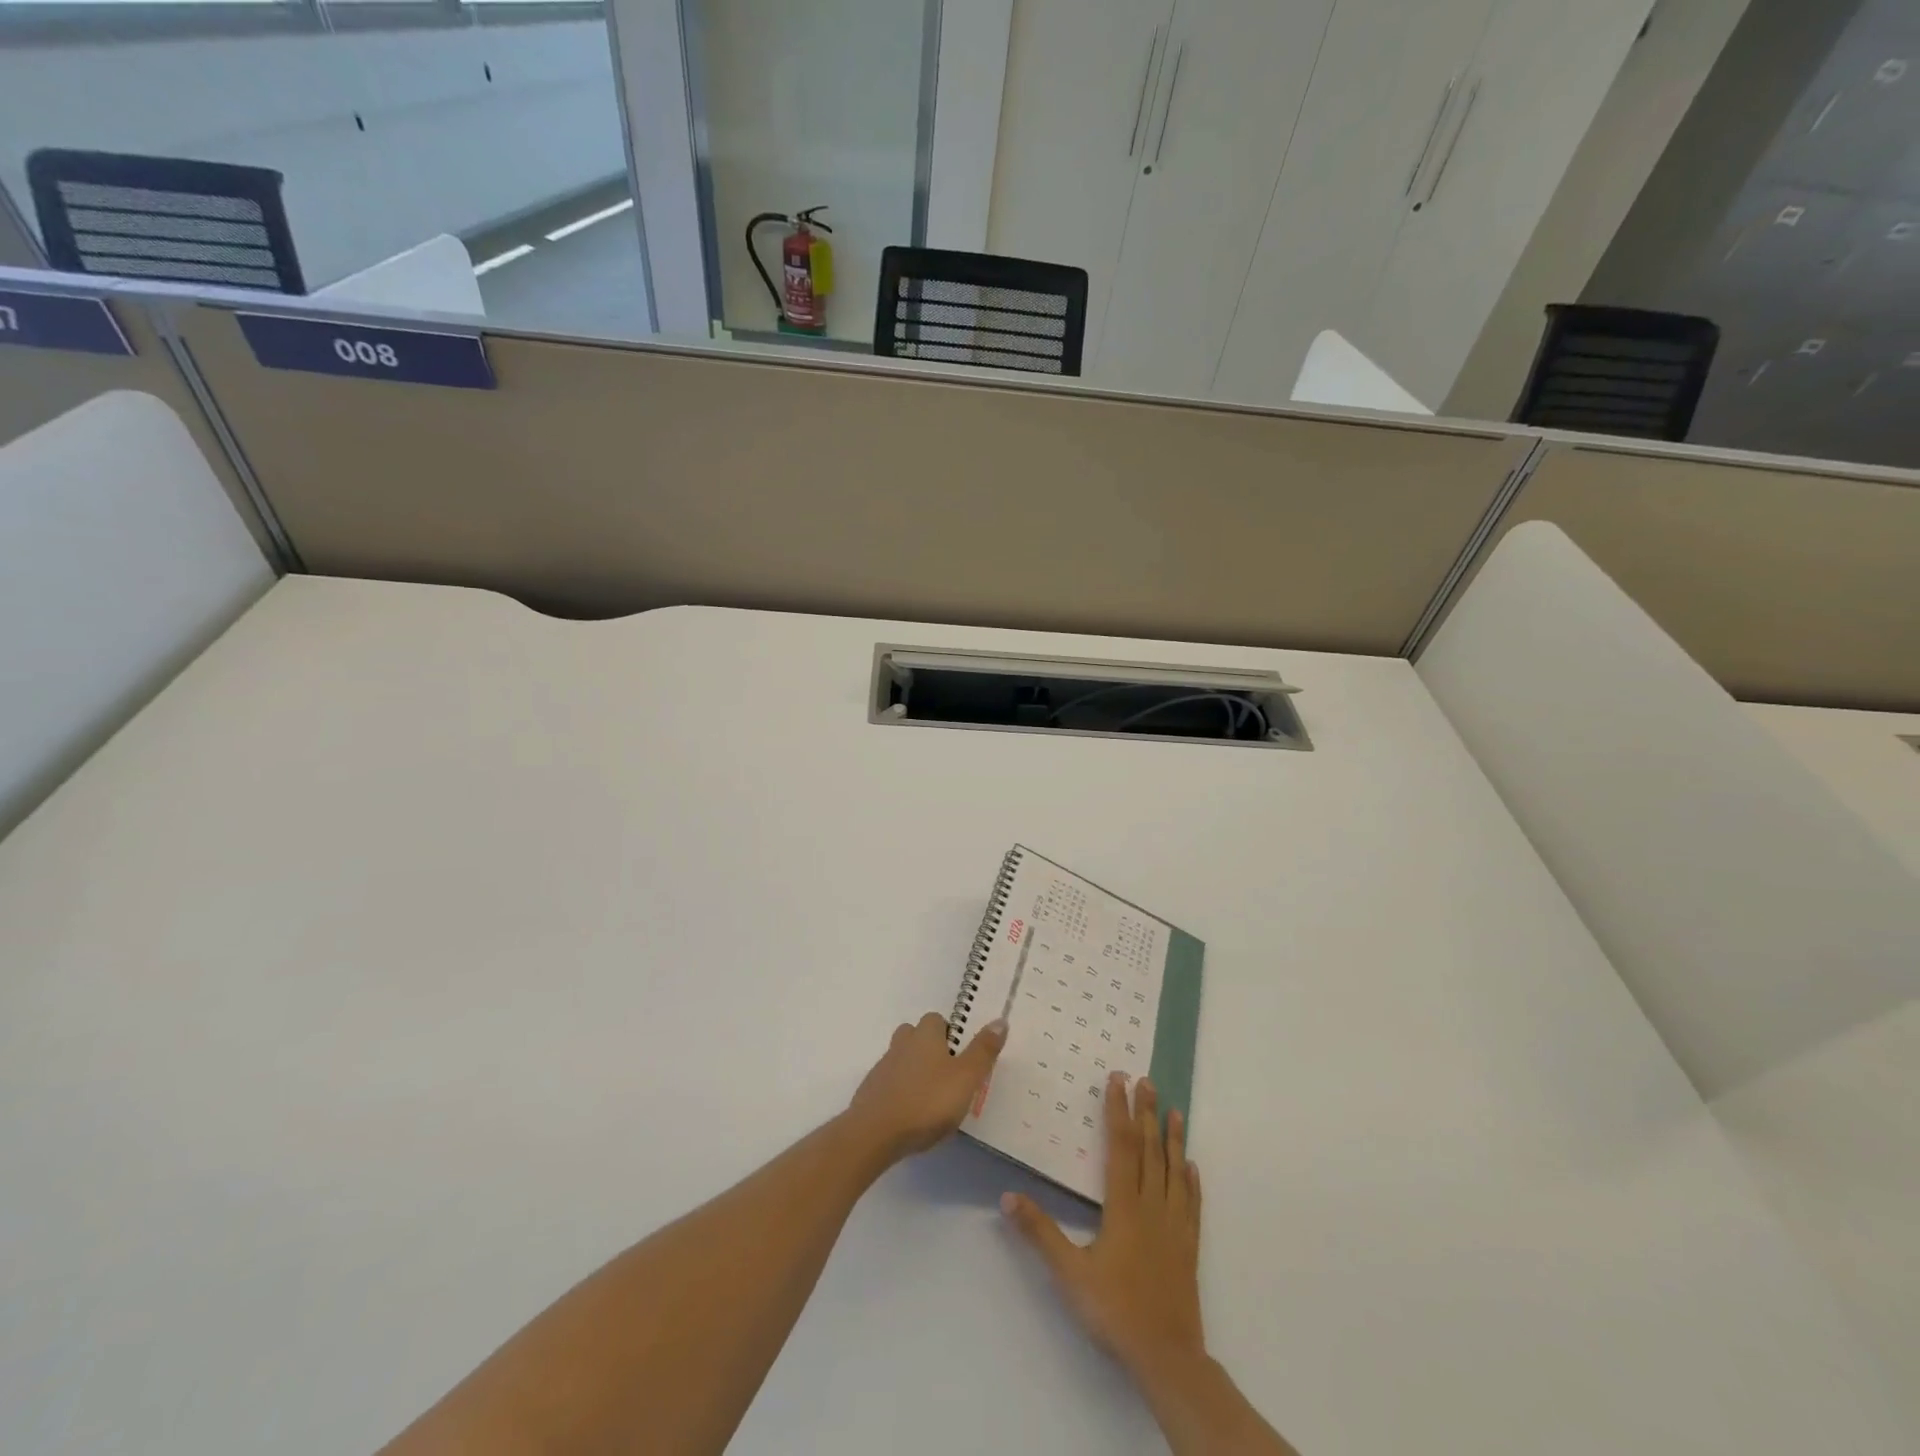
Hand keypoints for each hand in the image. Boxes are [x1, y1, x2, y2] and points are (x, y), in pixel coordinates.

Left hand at [846, 1012, 1006, 1163]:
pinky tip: (911, 1114)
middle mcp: (902, 1044)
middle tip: (947, 1075)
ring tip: (931, 1098)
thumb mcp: (966, 1078)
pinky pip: (890, 1084)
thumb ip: (983, 1051)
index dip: (948, 1033)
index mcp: (925, 1036)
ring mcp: (883, 1068)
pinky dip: (900, 1092)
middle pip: (915, 1035)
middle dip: (929, 1048)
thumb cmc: (927, 1101)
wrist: (875, 1133)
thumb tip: (1000, 1020)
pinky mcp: (871, 1092)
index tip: (960, 1055)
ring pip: (901, 1059)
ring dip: (914, 1071)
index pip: (936, 1019)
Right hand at [1002, 1073, 1204, 1381]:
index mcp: (1123, 1207)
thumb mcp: (1069, 1273)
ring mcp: (1174, 1226)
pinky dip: (1192, 1182)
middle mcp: (1151, 1207)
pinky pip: (1192, 1205)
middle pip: (1149, 1150)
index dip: (1118, 1111)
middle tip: (1148, 1081)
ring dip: (1173, 1139)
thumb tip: (1007, 1196)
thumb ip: (1039, 1233)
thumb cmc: (1114, 1311)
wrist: (1166, 1357)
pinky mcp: (1188, 1248)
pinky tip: (1192, 1166)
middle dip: (1146, 1113)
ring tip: (1174, 1111)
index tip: (1119, 1080)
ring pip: (1174, 1172)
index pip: (1120, 1146)